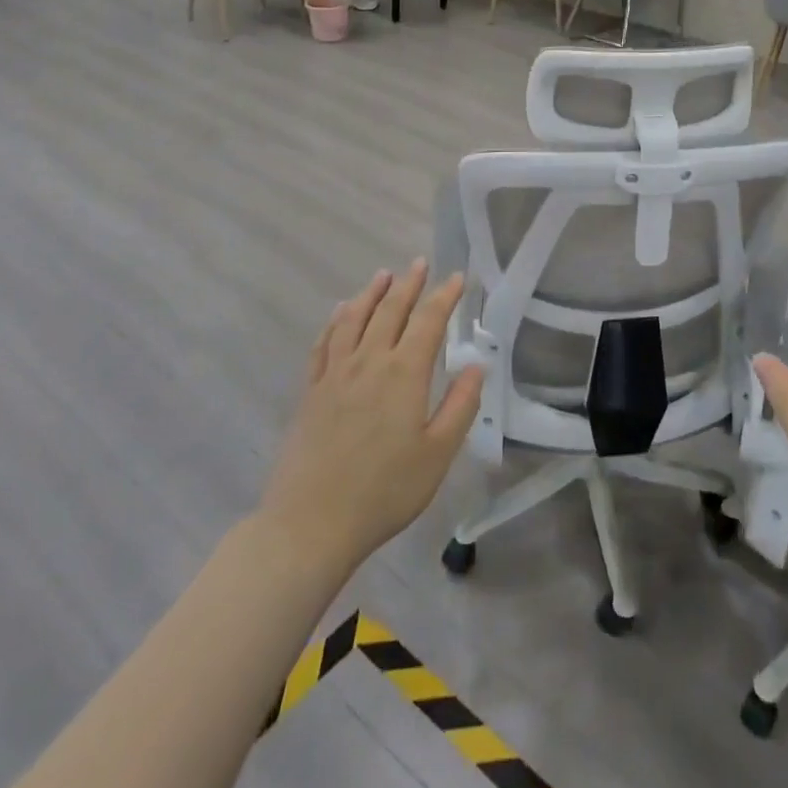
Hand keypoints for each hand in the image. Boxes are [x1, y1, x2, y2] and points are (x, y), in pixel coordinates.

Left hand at [258, 260, 482, 570]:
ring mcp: (335, 374)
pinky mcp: (311, 391)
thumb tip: (477, 365)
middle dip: (409, 284)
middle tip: (420, 263)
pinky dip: (335, 321)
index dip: (444, 296)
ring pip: (354, 319)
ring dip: (371, 293)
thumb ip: (460, 405)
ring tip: (383, 274)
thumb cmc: (384, 491)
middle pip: (390, 310)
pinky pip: (324, 343)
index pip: (429, 321)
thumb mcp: (437, 454)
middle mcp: (369, 362)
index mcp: (404, 373)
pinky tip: (340, 312)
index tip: (456, 277)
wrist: (310, 524)